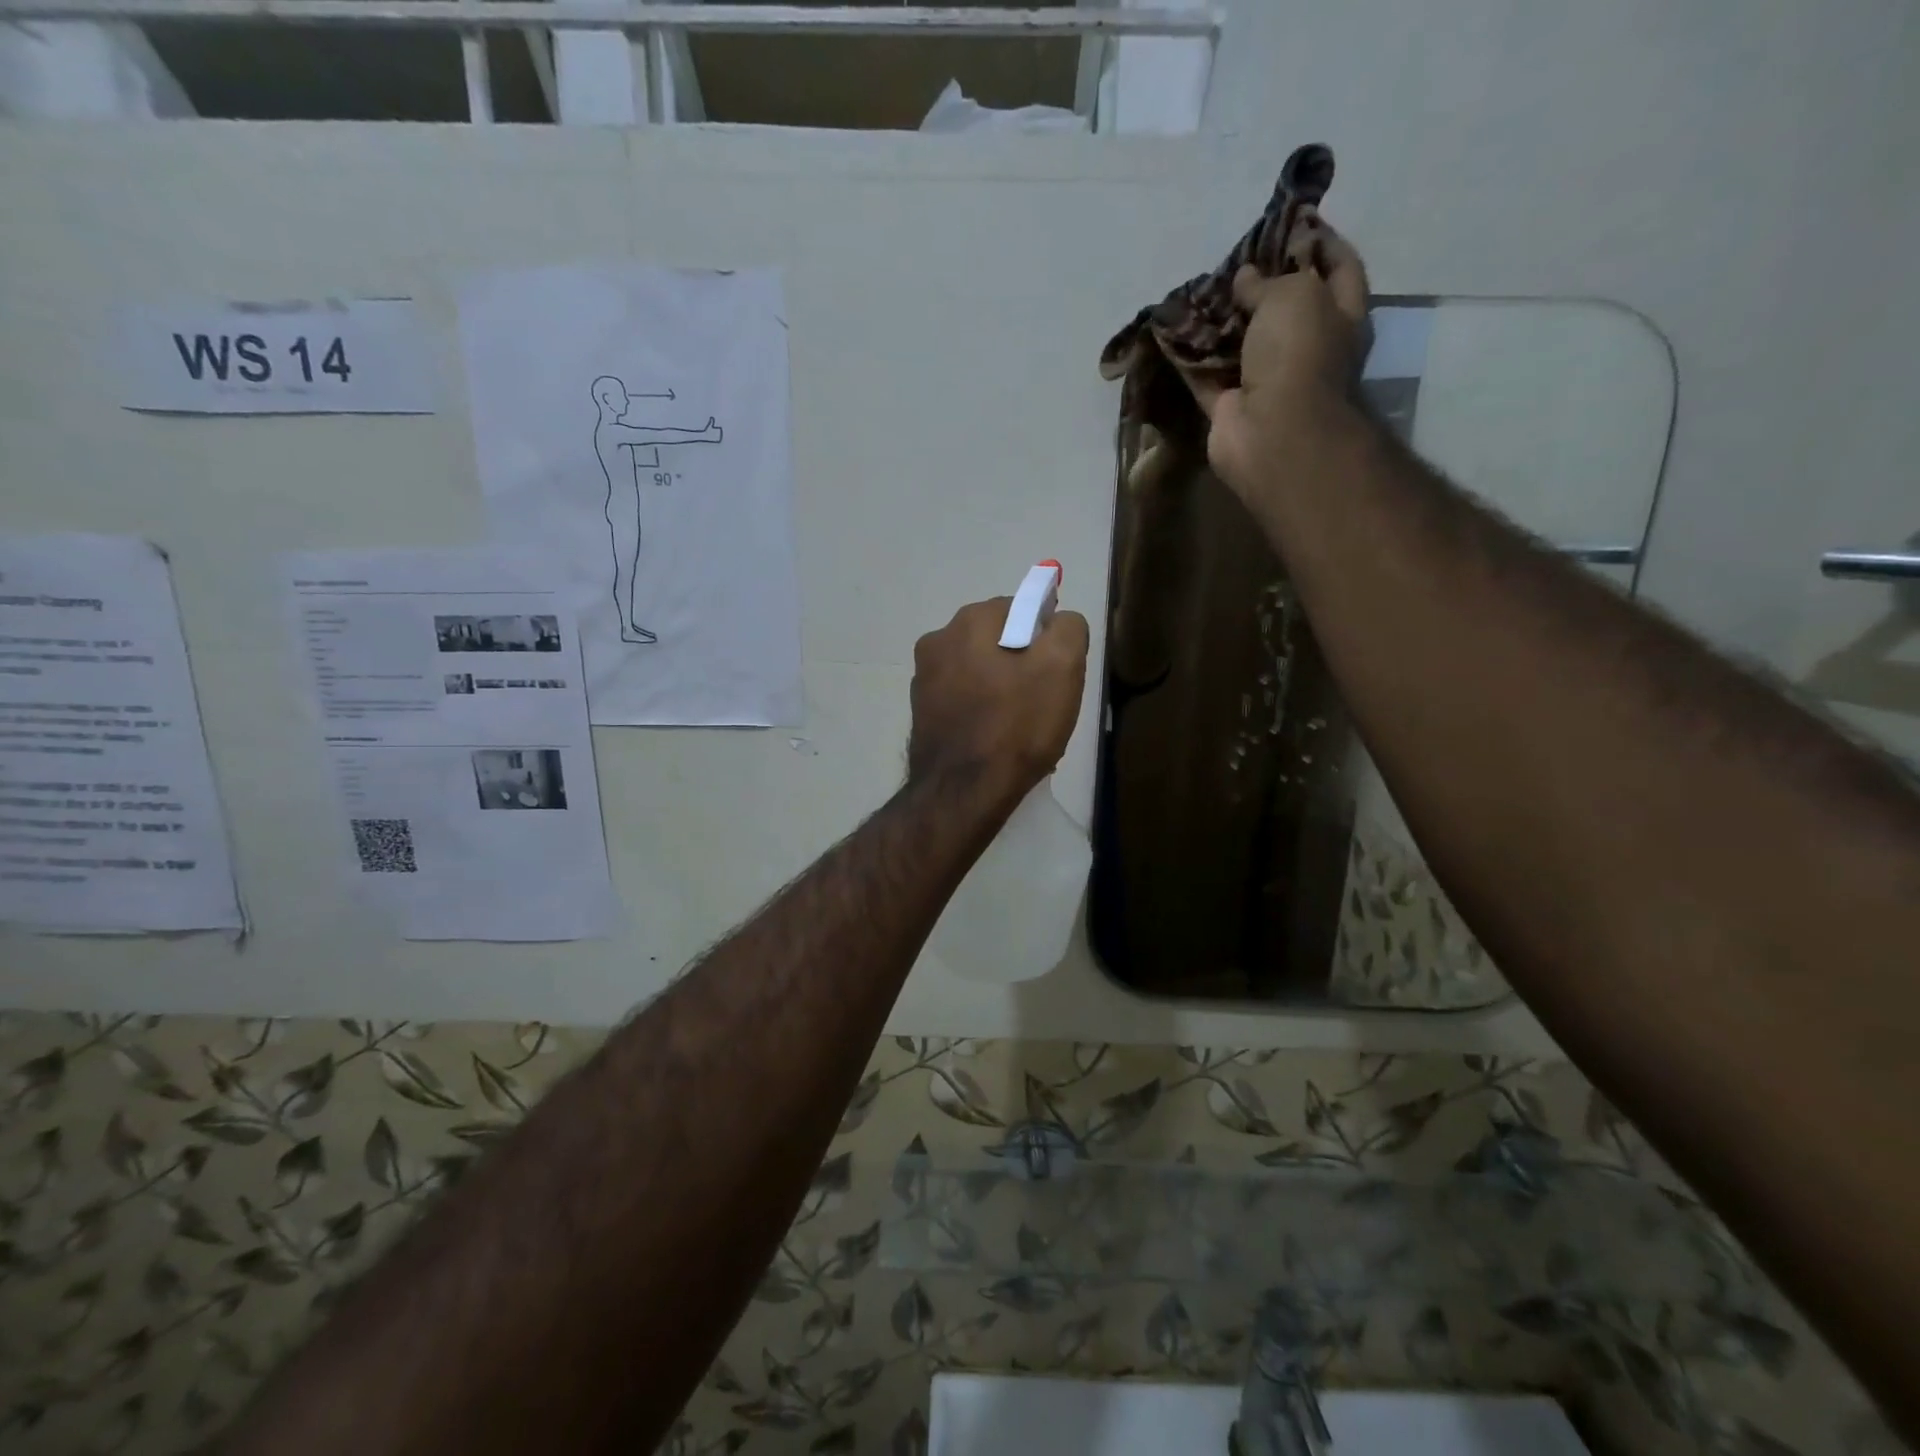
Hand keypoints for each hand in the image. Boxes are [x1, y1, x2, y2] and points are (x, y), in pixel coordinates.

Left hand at [909, 597, 1089, 805]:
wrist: (963, 793)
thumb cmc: (1016, 725)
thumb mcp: (1062, 667)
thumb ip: (1067, 628)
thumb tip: (1059, 621)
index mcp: (969, 621)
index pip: (1021, 609)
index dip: (1046, 638)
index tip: (1058, 671)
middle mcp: (937, 641)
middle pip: (997, 640)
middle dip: (1022, 663)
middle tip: (1044, 701)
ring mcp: (923, 679)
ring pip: (979, 671)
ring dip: (1001, 688)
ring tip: (1021, 726)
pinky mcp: (920, 713)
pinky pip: (963, 700)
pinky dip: (981, 711)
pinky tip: (996, 739)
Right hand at [1179, 220, 1371, 506]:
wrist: (1274, 433)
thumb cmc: (1298, 355)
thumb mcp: (1293, 295)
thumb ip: (1269, 280)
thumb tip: (1245, 278)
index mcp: (1340, 317)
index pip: (1340, 267)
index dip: (1321, 240)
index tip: (1294, 219)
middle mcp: (1308, 349)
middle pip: (1287, 307)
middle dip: (1263, 283)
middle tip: (1235, 258)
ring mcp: (1268, 383)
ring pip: (1243, 344)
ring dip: (1223, 322)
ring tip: (1200, 291)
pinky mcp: (1231, 409)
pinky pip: (1207, 377)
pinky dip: (1191, 359)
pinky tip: (1171, 334)